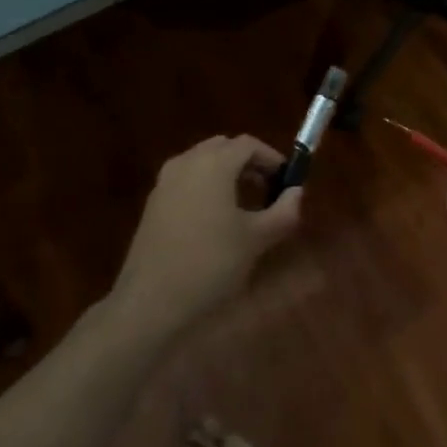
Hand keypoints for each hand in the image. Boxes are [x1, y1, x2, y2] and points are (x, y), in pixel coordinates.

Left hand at [108, 135, 301, 337]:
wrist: (150, 301)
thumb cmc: (210, 264)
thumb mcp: (256, 240)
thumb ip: (283, 212)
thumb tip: (296, 193)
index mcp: (214, 163)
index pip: (248, 144)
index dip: (271, 158)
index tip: (286, 180)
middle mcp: (187, 162)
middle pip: (223, 147)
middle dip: (247, 162)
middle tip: (267, 189)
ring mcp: (165, 181)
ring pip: (202, 162)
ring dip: (225, 174)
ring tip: (243, 206)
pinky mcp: (153, 202)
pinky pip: (186, 180)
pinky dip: (205, 187)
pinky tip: (213, 220)